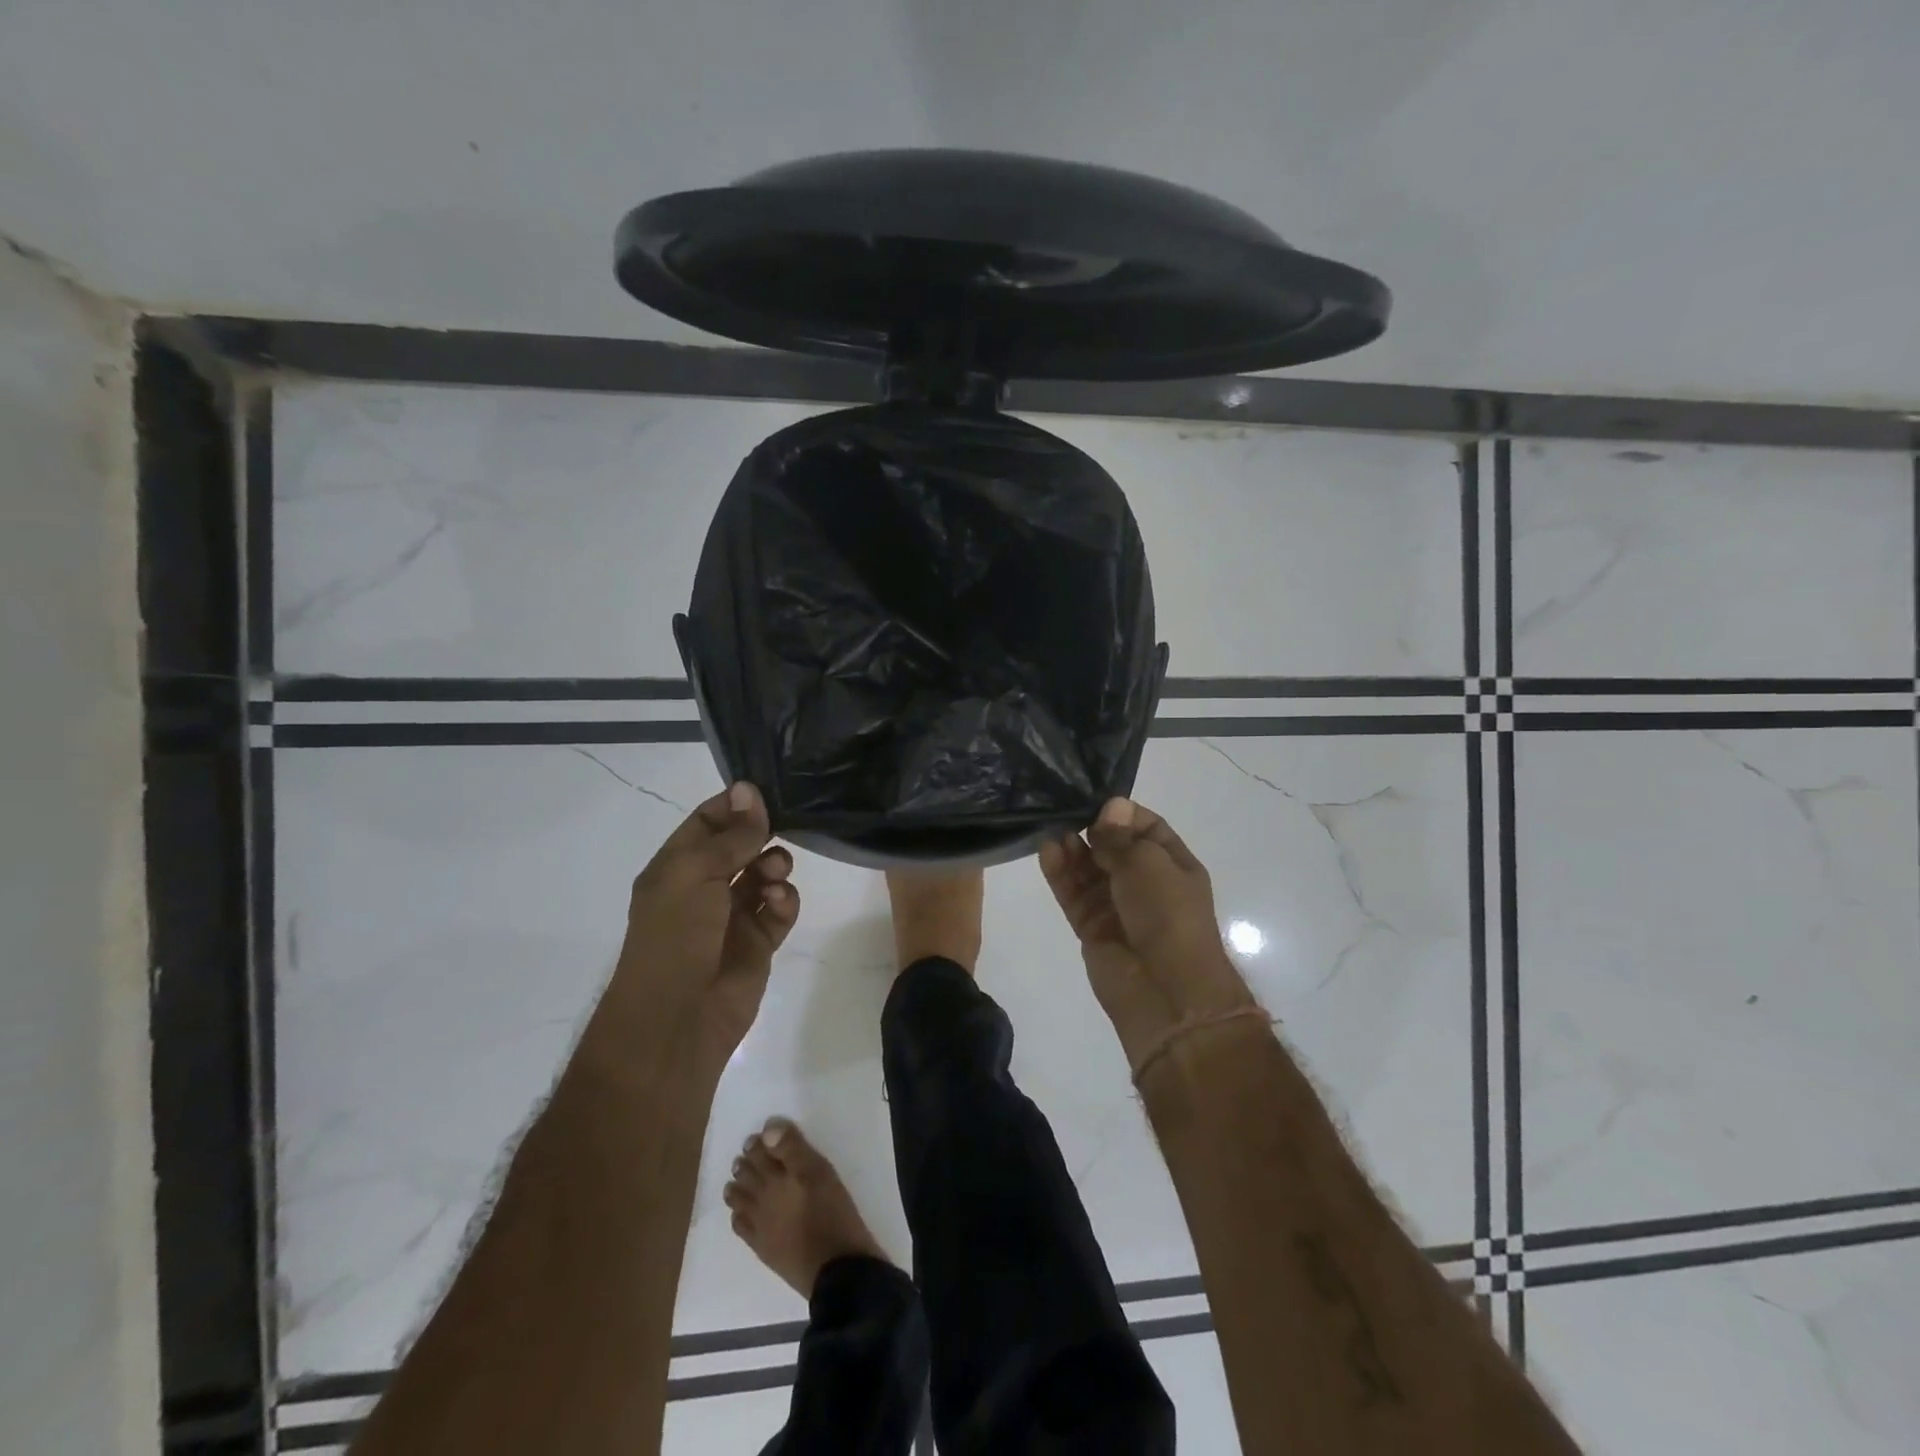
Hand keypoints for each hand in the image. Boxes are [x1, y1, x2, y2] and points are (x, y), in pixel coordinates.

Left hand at [617, 782, 800, 1061]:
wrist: (677, 1019)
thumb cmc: (675, 936)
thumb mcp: (695, 874)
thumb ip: (730, 835)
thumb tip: (749, 789)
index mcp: (676, 867)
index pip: (707, 822)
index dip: (734, 806)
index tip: (766, 792)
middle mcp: (703, 888)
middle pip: (740, 846)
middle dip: (761, 835)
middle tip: (780, 829)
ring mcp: (732, 916)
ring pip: (764, 875)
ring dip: (775, 865)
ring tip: (776, 872)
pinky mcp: (758, 943)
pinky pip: (779, 909)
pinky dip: (784, 901)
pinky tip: (780, 901)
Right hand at [1039, 796, 1255, 1070]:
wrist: (1167, 992)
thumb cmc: (1168, 916)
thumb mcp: (1148, 864)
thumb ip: (1121, 837)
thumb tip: (1111, 805)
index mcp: (1173, 866)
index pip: (1145, 828)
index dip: (1121, 813)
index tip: (1094, 800)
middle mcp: (1146, 883)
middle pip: (1113, 847)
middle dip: (1091, 829)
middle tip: (1064, 809)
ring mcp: (1117, 906)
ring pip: (1089, 870)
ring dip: (1072, 849)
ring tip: (1052, 828)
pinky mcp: (1092, 927)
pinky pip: (1073, 894)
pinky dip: (1061, 874)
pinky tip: (1046, 851)